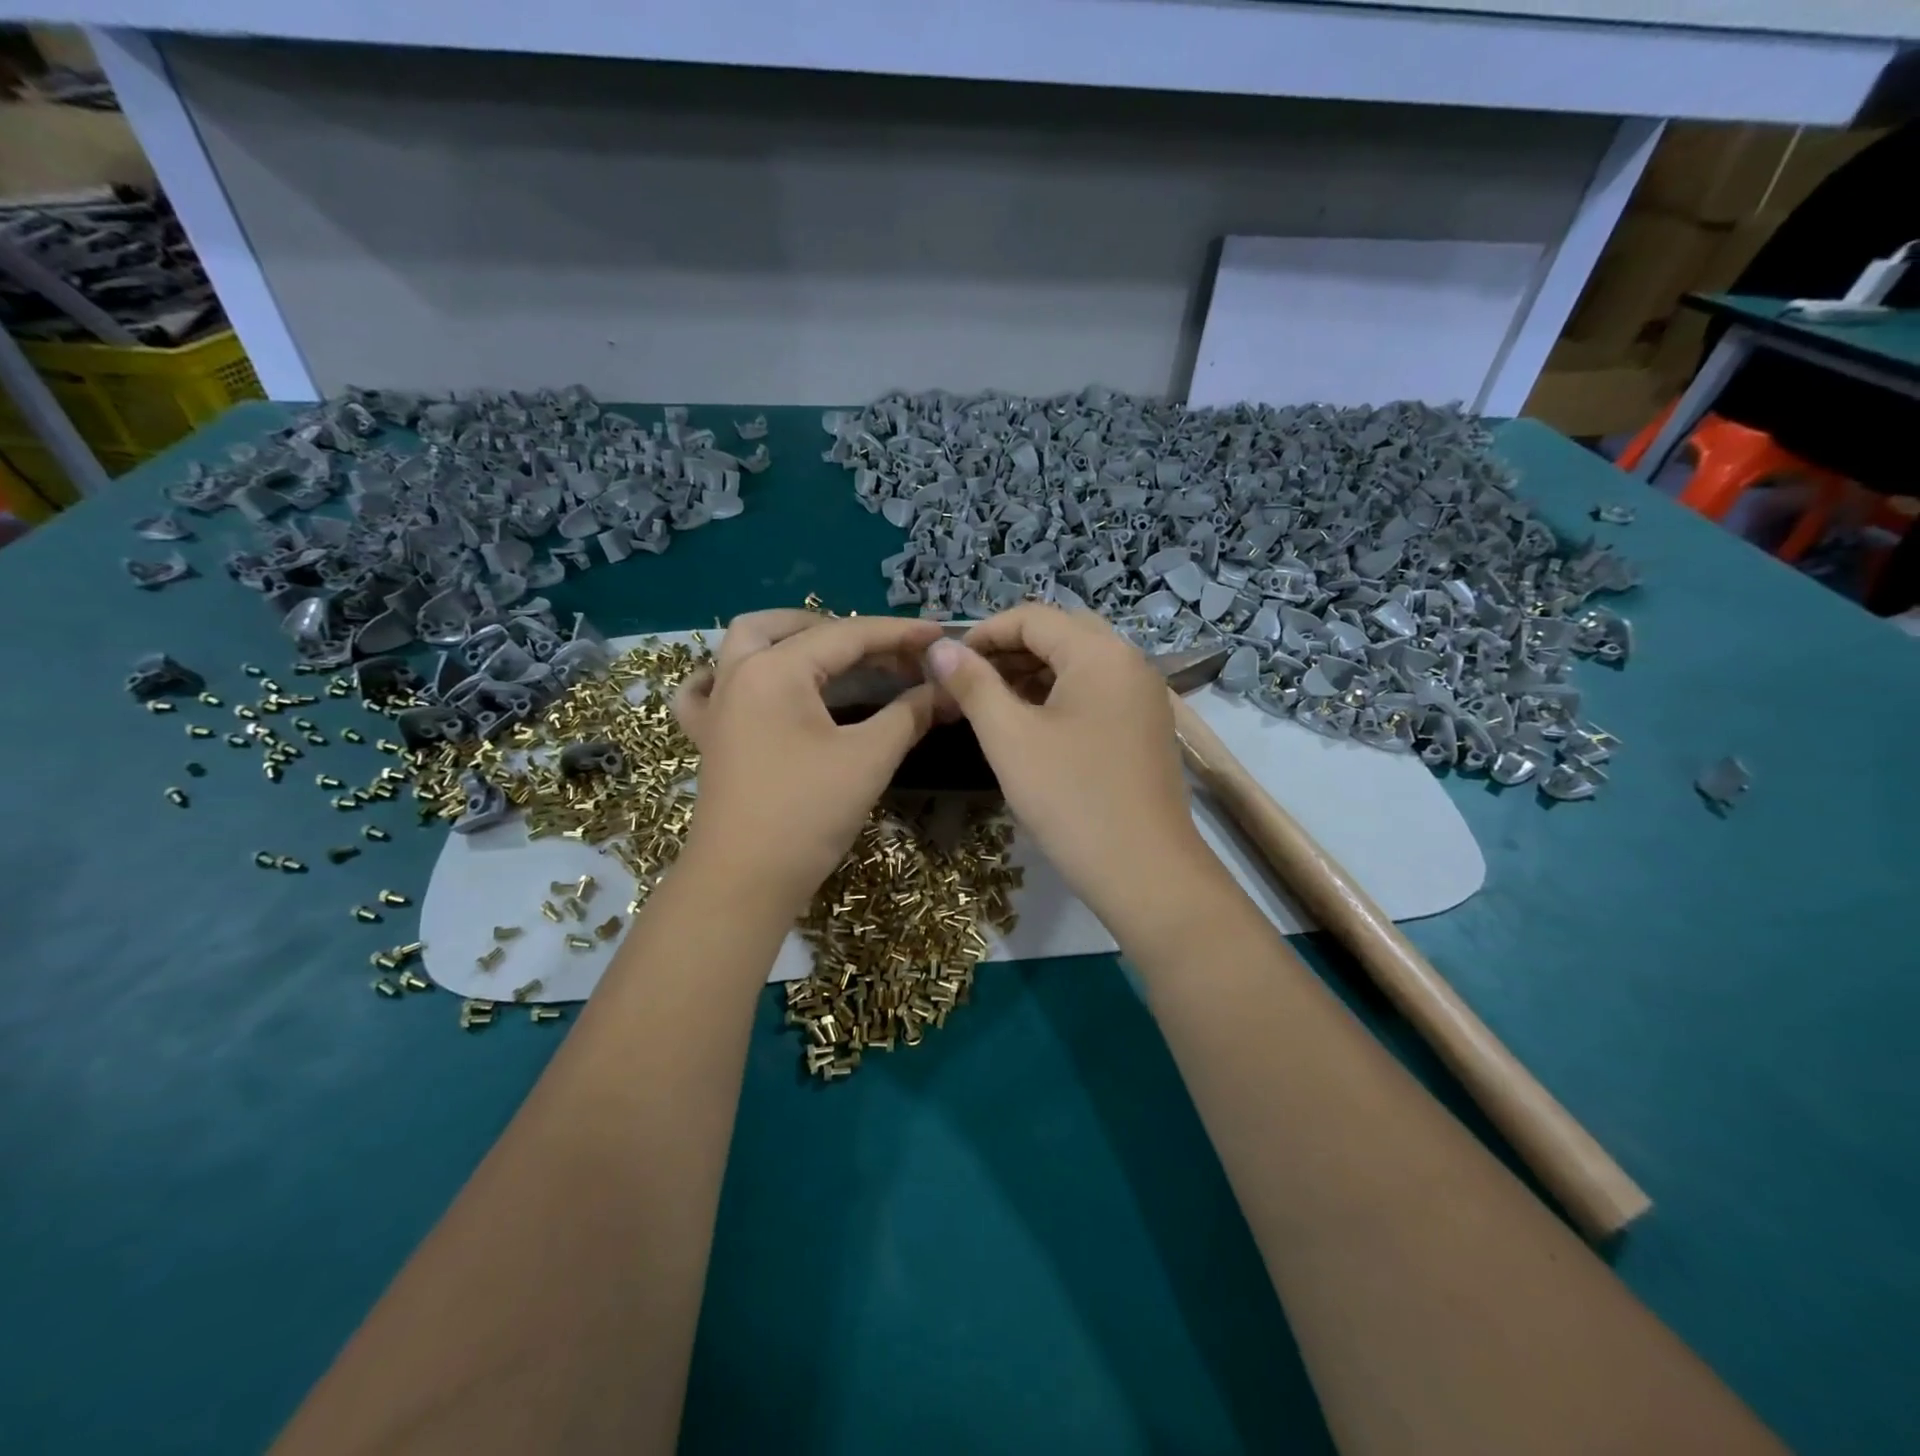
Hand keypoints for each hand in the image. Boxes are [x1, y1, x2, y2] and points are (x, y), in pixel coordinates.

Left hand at [675, 610, 944, 912]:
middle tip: (886, 654)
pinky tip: (752, 682)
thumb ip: (908, 714)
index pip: (846, 636)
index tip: (940, 636)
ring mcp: (716, 705)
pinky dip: (730, 674)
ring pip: (747, 645)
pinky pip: (708, 688)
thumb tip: (944, 690)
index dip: (898, 634)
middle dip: (844, 631)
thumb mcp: (868, 759)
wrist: (744, 882)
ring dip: (790, 638)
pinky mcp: (709, 736)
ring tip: (830, 655)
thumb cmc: (807, 814)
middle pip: (791, 628)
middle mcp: (738, 674)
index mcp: (775, 670)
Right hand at [925, 605, 1213, 929]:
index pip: (1032, 617)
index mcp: (1100, 653)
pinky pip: (1095, 693)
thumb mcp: (1010, 738)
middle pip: (1059, 635)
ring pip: (1078, 665)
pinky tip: (1030, 725)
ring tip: (990, 704)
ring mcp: (1143, 696)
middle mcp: (1130, 662)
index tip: (947, 664)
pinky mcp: (1145, 727)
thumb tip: (939, 646)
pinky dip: (1058, 697)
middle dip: (1008, 652)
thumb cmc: (1071, 798)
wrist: (1145, 872)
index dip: (983, 633)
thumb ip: (973, 684)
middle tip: (967, 683)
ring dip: (1031, 674)